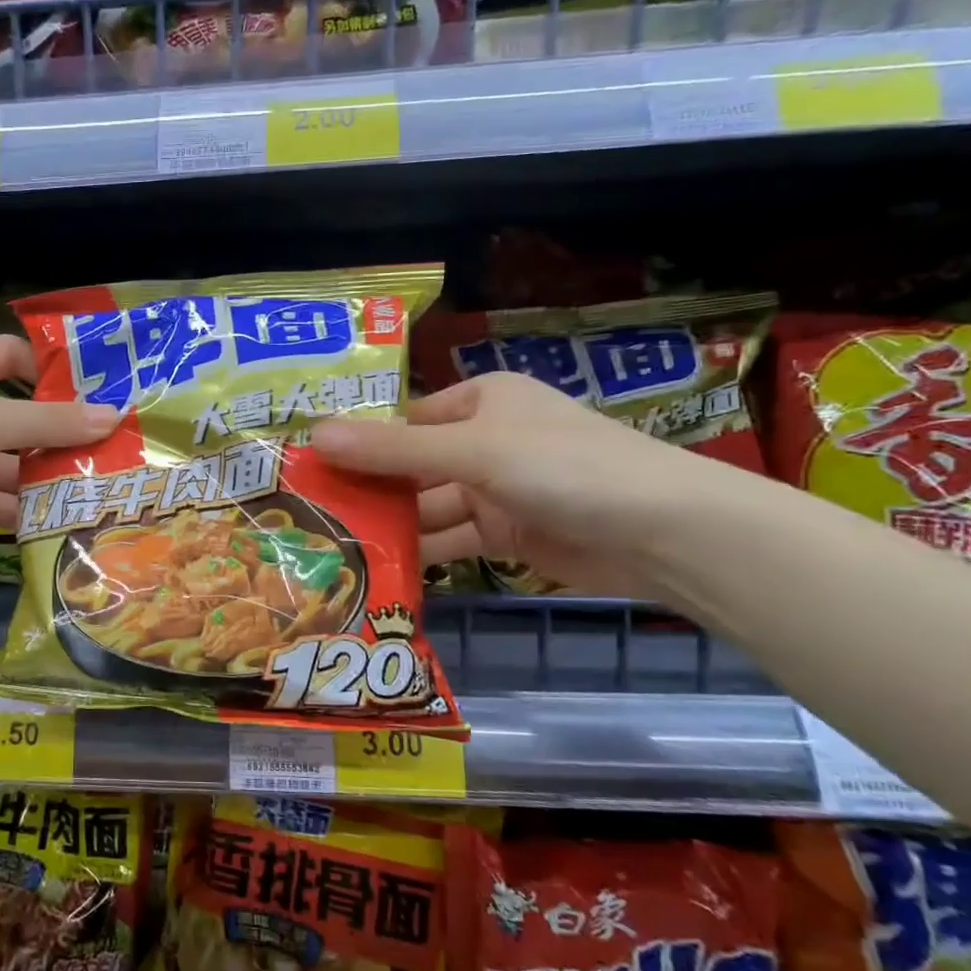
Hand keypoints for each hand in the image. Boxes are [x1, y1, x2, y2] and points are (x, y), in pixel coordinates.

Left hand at [0, 336, 117, 586]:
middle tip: (115, 444)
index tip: (97, 386)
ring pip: (15, 463)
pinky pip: (4, 501)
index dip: (48, 366)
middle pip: (19, 415)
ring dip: (51, 474)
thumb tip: (114, 415)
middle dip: (61, 431)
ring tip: (104, 483)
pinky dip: (31, 509)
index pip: (6, 355)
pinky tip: (71, 515)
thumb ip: (51, 422)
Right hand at [312, 372, 732, 597]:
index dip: (359, 441)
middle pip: (412, 465)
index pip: (405, 419)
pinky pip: (452, 539)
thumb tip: (313, 435)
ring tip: (332, 548)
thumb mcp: (472, 450)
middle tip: (309, 515)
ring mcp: (496, 490)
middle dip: (369, 489)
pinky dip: (422, 553)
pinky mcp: (508, 535)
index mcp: (480, 401)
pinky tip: (379, 569)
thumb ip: (392, 449)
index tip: (310, 468)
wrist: (662, 532)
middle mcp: (485, 441)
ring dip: (391, 525)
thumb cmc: (561, 466)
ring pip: (428, 506)